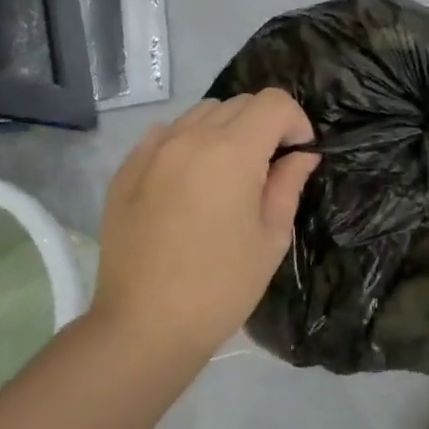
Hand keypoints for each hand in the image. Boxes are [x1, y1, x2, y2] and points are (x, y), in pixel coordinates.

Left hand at [90, 91, 318, 356]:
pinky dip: (188, 143)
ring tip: (227, 174)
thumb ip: (288, 184)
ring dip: (225, 131)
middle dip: (263, 125)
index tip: (297, 155)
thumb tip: (301, 155)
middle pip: (239, 103)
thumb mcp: (271, 237)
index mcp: (232, 152)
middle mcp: (190, 137)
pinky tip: (189, 182)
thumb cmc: (222, 285)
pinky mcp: (126, 169)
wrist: (145, 325)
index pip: (274, 102)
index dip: (295, 122)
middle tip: (267, 169)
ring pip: (201, 113)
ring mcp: (152, 150)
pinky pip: (166, 134)